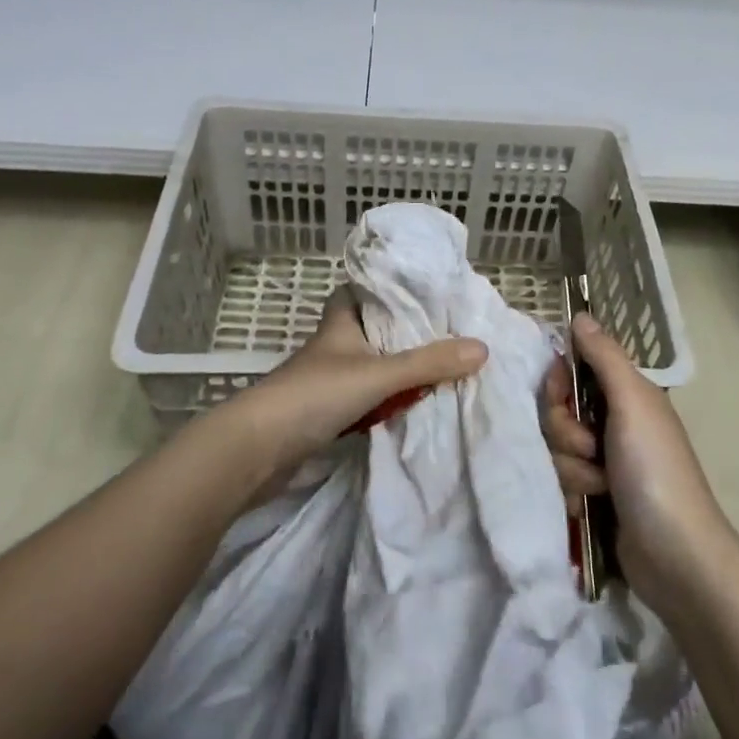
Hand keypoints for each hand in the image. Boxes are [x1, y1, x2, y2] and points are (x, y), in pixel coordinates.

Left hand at [232, 290, 486, 476]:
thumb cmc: (314, 395)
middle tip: (442, 333)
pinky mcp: (323, 414)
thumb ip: (428, 363)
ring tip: (437, 369)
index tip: (421, 290)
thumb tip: (482, 347)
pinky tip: (409, 407)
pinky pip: (363, 399)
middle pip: (370, 330)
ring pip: (368, 366)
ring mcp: (325, 382)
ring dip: (395, 370)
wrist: (256, 450)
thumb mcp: (379, 374)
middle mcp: (333, 347)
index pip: (360, 290)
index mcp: (340, 323)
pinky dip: (384, 402)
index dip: (386, 287)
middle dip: (401, 333)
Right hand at [541, 313, 737, 612]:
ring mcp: (604, 462)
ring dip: (571, 468)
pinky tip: (589, 507)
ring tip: (598, 486)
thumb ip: (604, 357)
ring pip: (556, 448)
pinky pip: (561, 479)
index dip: (559, 383)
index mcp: (626, 395)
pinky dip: (572, 492)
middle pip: (558, 412)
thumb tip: (580, 314)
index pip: (572, 371)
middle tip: (590, 449)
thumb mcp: (632, 403)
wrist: (674, 556)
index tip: (561, 397)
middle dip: (566, 432)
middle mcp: (614, 423)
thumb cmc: (655, 470)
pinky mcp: (595, 496)